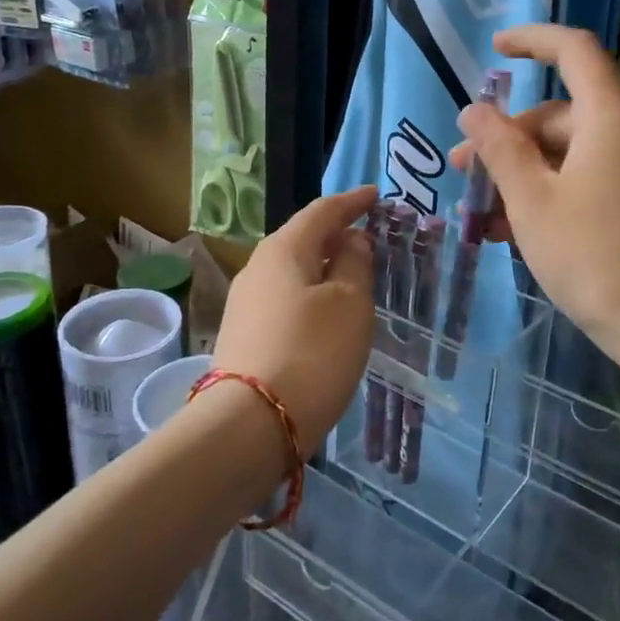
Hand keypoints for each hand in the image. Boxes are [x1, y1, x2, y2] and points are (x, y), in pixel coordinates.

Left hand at [211, 185, 378, 455]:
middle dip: (336, 235)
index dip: (352, 201)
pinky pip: (285, 300)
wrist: (250, 425)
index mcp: (283, 249)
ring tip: (353, 277)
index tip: (375, 195)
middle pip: (302, 239)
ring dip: (323, 268)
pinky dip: (310, 296)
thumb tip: (350, 241)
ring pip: (292, 272)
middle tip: (369, 239)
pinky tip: (326, 315)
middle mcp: (257, 268)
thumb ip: (353, 264)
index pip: (322, 211)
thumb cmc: (312, 352)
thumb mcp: (349, 303)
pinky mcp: (244, 336)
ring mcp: (245, 303)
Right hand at [451, 25, 619, 368]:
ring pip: (563, 154)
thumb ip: (499, 148)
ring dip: (516, 175)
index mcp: (607, 116)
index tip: (493, 49)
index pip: (573, 51)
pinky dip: (542, 195)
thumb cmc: (593, 254)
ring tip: (477, 215)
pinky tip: (507, 232)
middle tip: (461, 172)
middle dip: (504, 138)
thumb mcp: (531, 198)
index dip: (532, 41)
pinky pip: (579, 181)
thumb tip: (474, 111)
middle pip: (556, 114)